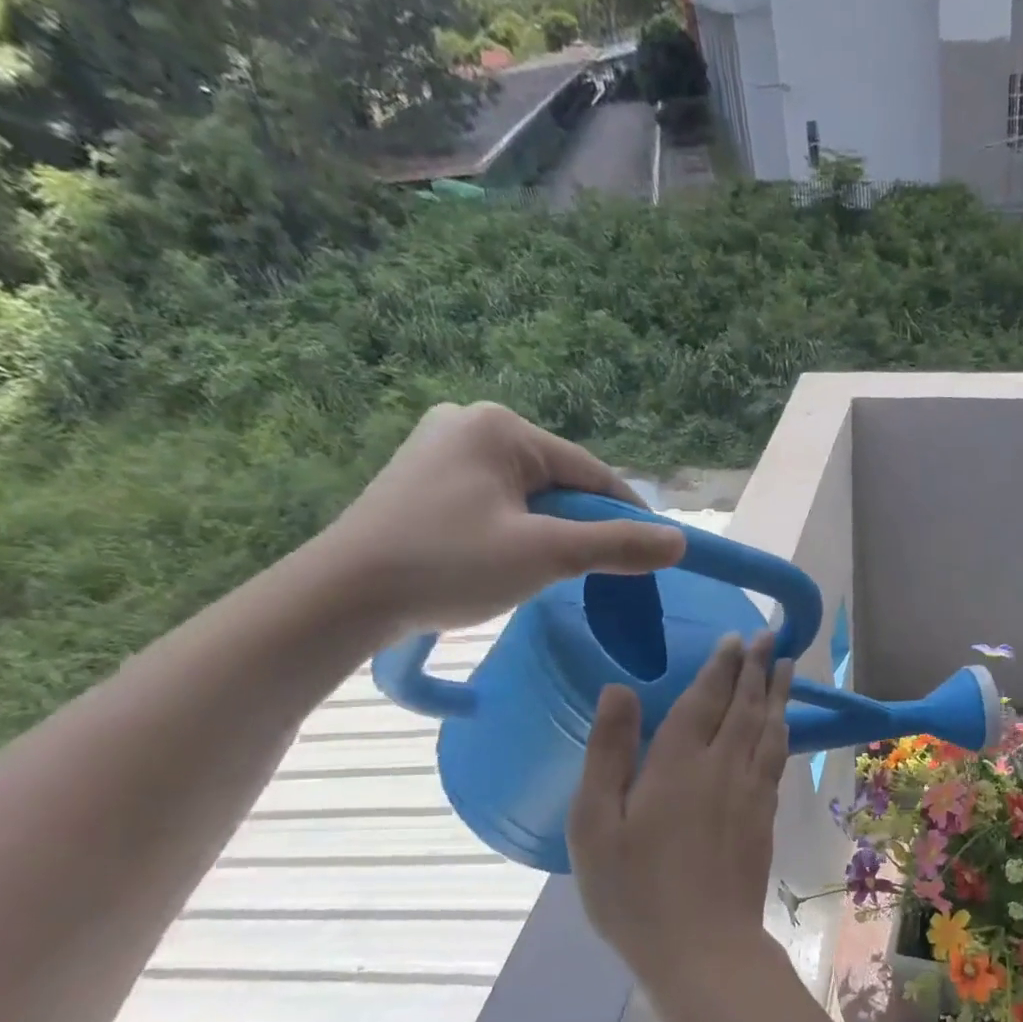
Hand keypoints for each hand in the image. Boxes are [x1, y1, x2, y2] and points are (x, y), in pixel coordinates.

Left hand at [315, 402, 685, 637]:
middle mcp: (470, 423)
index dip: (628, 517)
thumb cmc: (448, 565)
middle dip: (582, 527)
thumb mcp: (545, 555)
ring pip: (530, 496)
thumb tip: (680, 542)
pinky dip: (516, 531)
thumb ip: (617, 546)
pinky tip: (506, 561)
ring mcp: (441, 449)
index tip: (652, 557)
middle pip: (560, 483)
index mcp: (501, 428)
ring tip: (544, 572)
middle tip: (591, 574)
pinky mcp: (424, 479)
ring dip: (550, 533)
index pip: (591, 473)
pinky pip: (497, 503)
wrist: (342, 597)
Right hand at [569, 630, 793, 988]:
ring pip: (770, 730)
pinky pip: (778, 759)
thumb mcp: (596, 822)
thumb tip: (619, 689)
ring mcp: (751, 792)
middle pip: (747, 706)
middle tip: (772, 636)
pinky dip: (783, 732)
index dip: (722, 666)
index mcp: (679, 763)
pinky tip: (783, 728)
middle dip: (759, 668)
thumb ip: (609, 752)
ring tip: (788, 666)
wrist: (701, 946)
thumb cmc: (634, 889)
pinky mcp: (765, 817)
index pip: (706, 699)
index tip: (737, 638)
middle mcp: (724, 767)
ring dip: (779, 694)